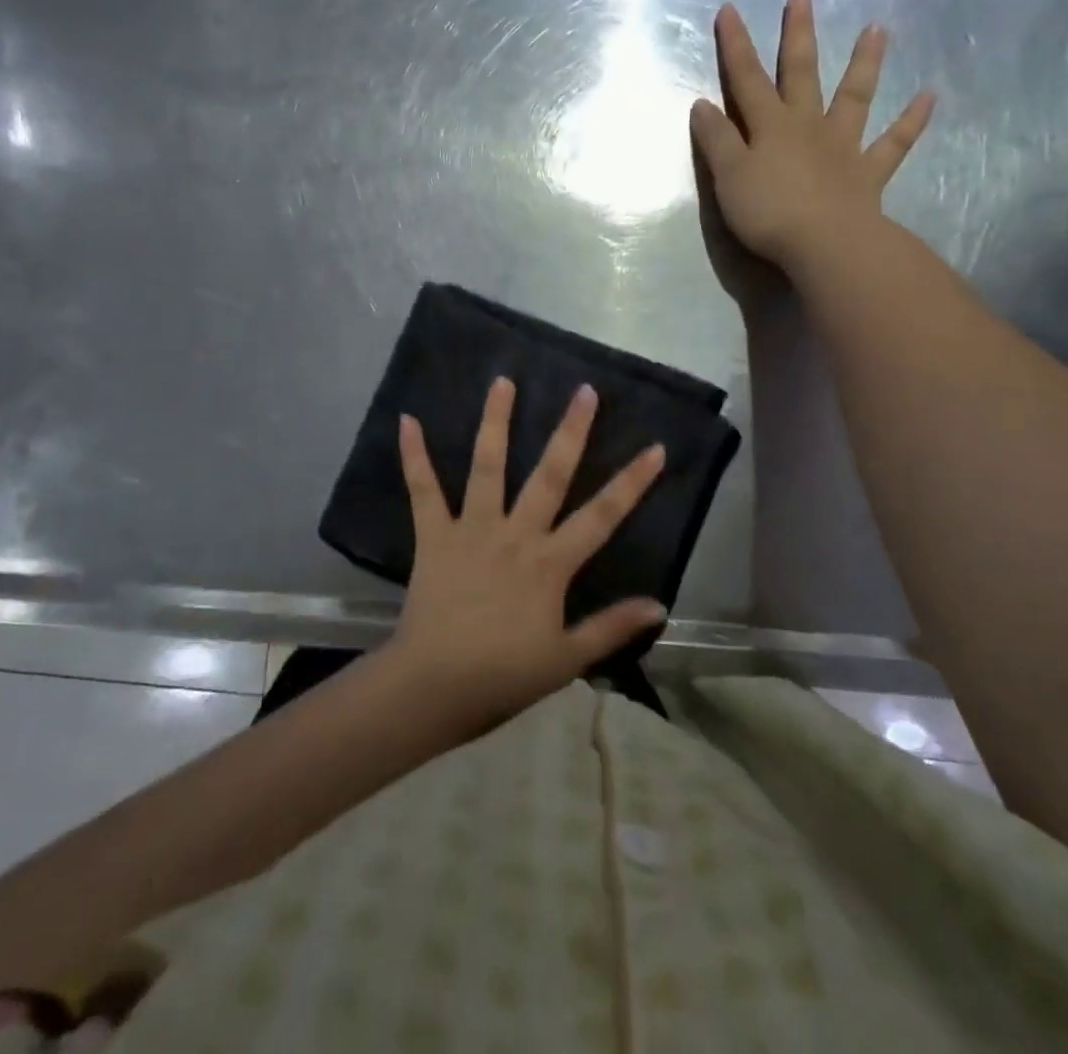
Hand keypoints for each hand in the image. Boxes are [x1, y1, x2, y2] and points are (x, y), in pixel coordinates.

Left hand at [386, 377, 667, 726]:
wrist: (434, 686)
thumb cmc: (504, 675)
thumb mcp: (567, 659)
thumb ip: (611, 627)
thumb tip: (660, 605)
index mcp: (550, 563)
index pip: (602, 516)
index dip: (631, 482)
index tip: (655, 448)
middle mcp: (515, 534)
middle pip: (549, 474)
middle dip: (571, 431)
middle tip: (584, 391)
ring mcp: (472, 529)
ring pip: (487, 466)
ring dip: (495, 422)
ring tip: (503, 381)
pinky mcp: (434, 535)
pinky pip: (423, 490)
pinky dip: (414, 456)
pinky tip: (408, 420)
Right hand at [691, 0, 934, 275]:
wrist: (824, 244)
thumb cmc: (768, 212)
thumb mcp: (728, 177)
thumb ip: (717, 140)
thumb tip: (702, 104)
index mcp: (770, 126)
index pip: (746, 79)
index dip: (736, 45)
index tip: (730, 9)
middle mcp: (808, 125)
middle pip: (801, 73)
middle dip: (798, 35)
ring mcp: (843, 146)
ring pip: (855, 96)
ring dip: (865, 62)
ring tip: (877, 28)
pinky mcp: (868, 172)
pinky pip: (893, 143)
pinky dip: (911, 121)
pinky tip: (929, 97)